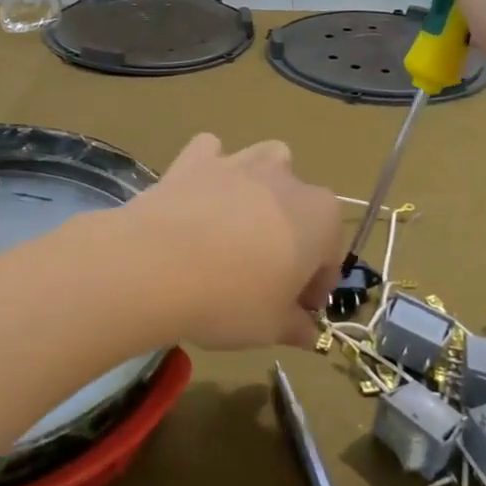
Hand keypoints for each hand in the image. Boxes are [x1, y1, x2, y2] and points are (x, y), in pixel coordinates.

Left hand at [124, 134, 342, 350]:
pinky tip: (198, 196)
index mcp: (320, 218)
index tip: (295, 312)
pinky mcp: (195, 158)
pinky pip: (211, 153)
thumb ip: (296, 326)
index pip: (329, 257)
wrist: (155, 266)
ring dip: (261, 189)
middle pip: (300, 208)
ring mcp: (239, 162)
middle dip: (291, 237)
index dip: (314, 288)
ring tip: (237, 226)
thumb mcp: (272, 328)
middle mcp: (287, 179)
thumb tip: (306, 331)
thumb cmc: (230, 300)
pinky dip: (210, 169)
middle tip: (265, 276)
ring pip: (265, 164)